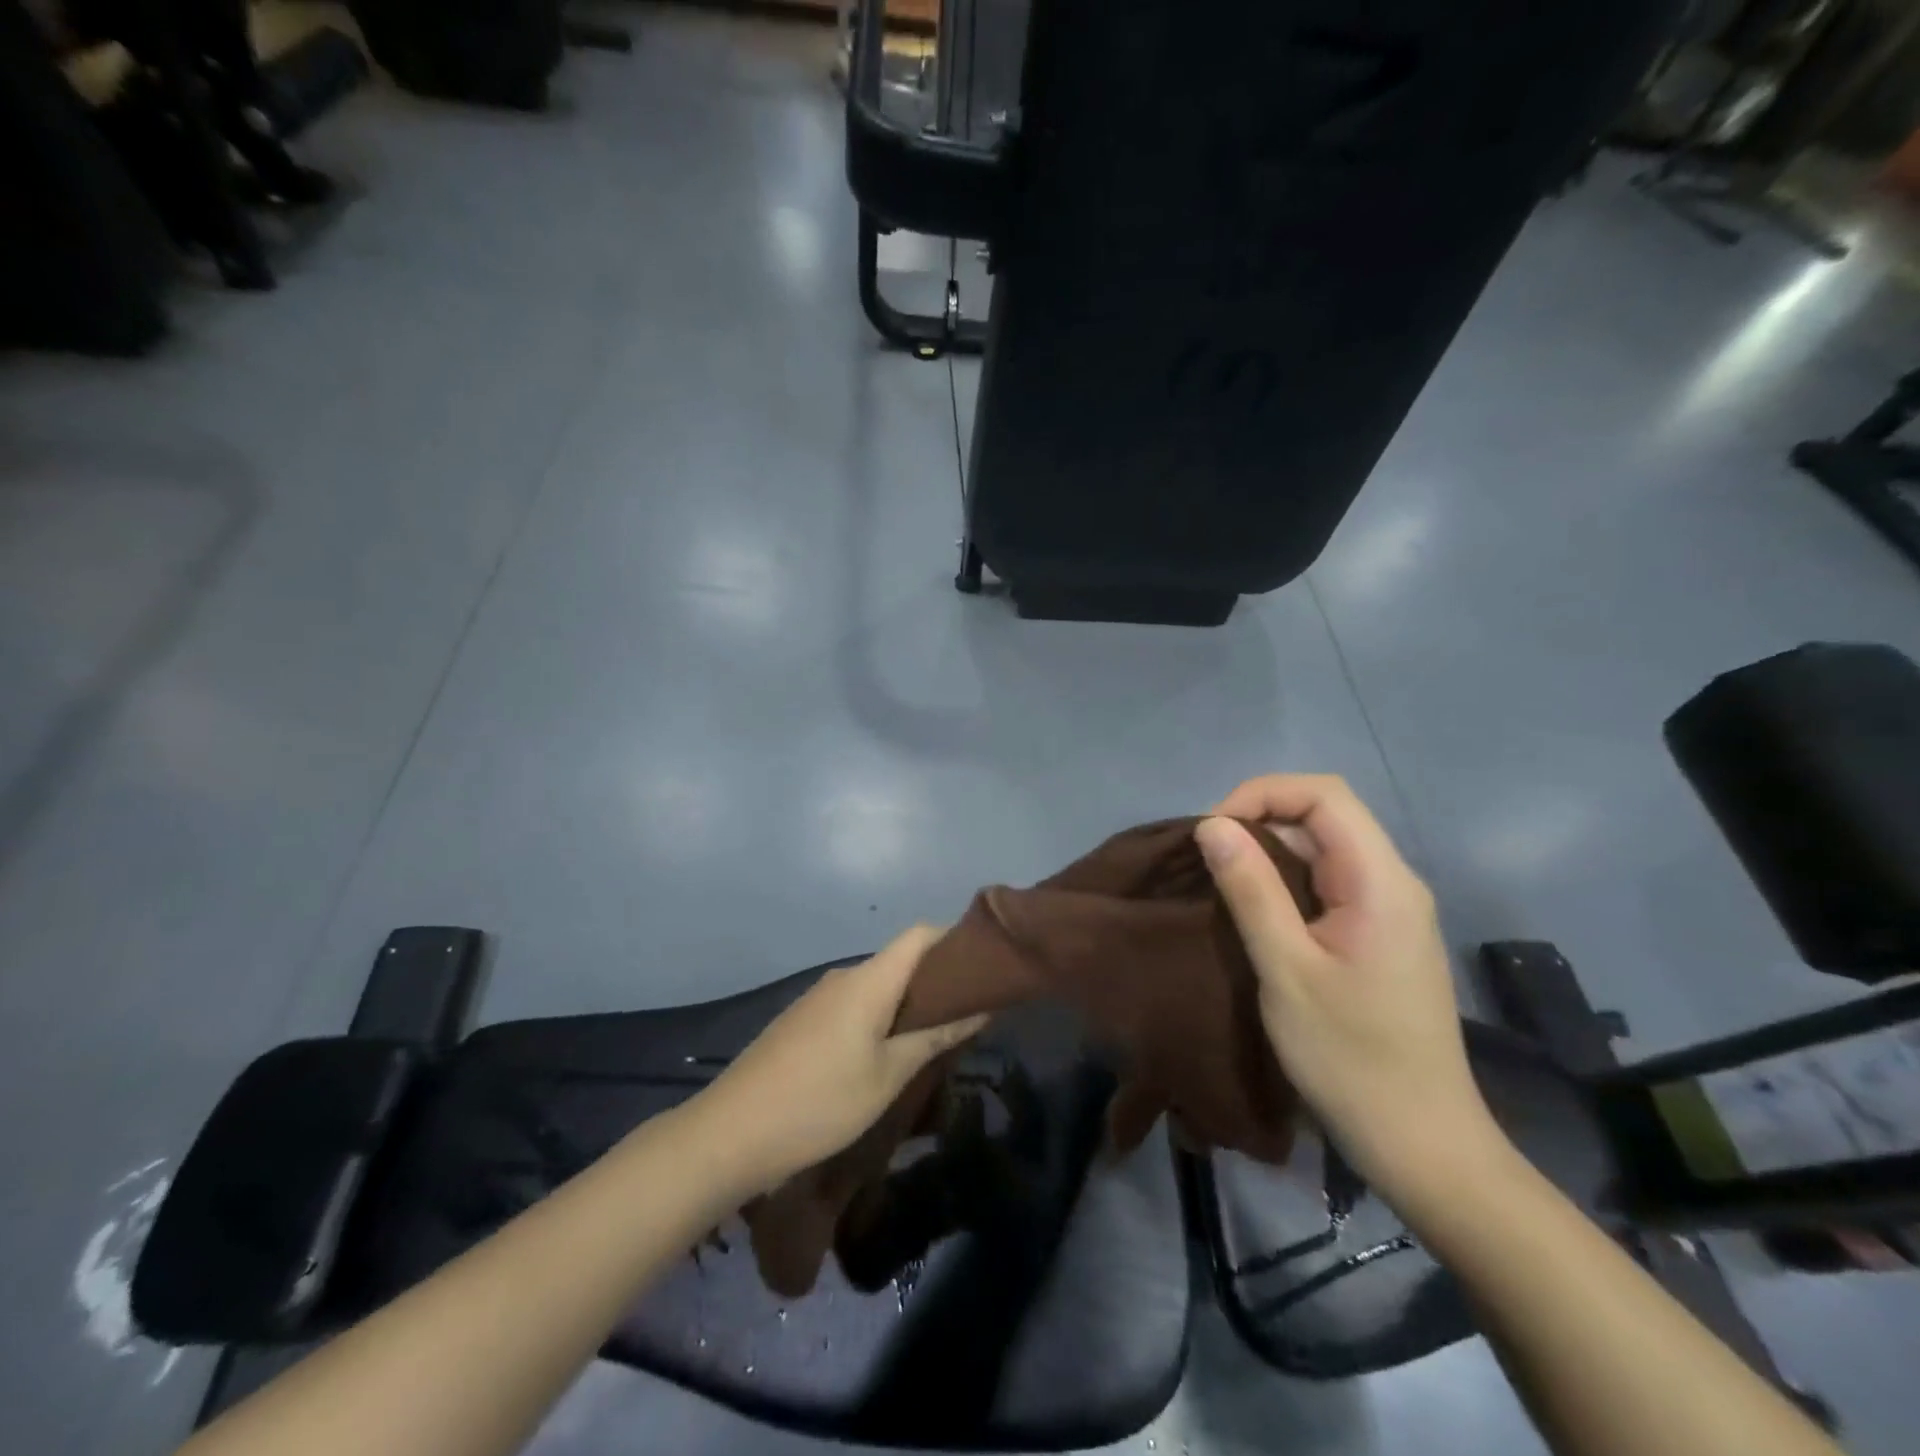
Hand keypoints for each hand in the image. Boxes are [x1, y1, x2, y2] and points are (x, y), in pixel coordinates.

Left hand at [692, 926, 988, 1197]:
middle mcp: (843, 977)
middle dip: (935, 981)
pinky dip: (877, 1018)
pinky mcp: (801, 1020)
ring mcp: (818, 997)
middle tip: (966, 1015)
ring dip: (905, 1004)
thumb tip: (981, 1007)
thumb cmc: (820, 1102)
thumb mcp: (887, 1076)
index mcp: (869, 980)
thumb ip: (935, 1037)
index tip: (982, 968)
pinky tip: (883, 1056)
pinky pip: (851, 1005)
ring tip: (931, 1040)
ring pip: (875, 986)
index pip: (919, 934)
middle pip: (899, 960)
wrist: (730, 1133)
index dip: (953, 941)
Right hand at [1197, 776, 1511, 1211]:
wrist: (1422, 1143)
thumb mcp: (1286, 970)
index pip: (1324, 795)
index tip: (1214, 831)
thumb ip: (1251, 889)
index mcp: (1381, 881)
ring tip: (1222, 878)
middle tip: (1209, 857)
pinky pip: (1330, 882)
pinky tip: (1256, 909)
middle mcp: (1394, 882)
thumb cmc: (1350, 1057)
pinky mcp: (1381, 935)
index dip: (1262, 794)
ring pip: (1326, 849)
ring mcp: (1391, 910)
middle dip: (1261, 819)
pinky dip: (1287, 879)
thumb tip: (1213, 825)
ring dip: (1270, 850)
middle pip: (1326, 816)